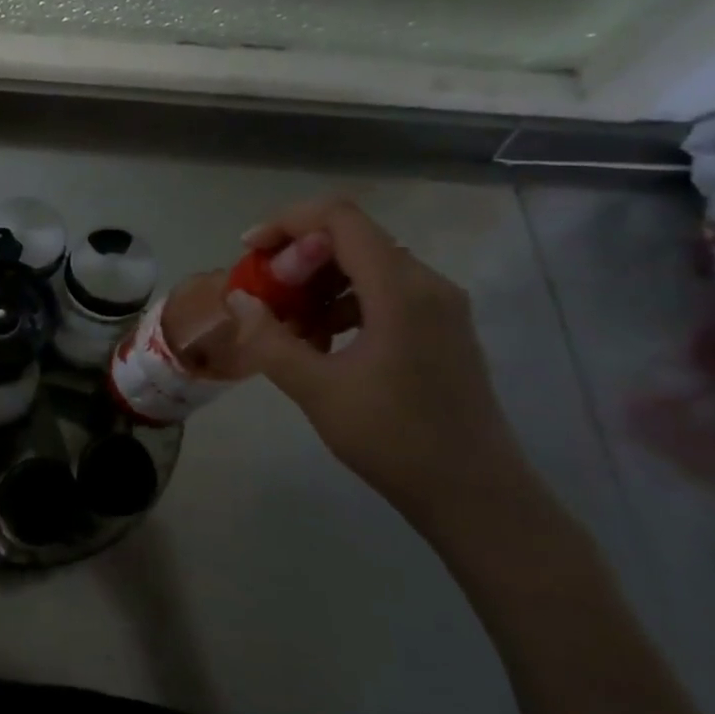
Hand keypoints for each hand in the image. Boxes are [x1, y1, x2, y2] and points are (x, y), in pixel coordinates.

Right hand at [232, 197, 536, 527]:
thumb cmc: (394, 438)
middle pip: (352, 239)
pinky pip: (384, 293)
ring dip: (318, 285)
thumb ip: (269, 339)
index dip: (287, 223)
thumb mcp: (316, 389)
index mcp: (400, 288)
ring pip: (366, 267)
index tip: (250, 253)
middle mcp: (426, 283)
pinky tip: (322, 344)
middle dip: (298, 260)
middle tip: (264, 298)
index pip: (339, 218)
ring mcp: (440, 306)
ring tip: (289, 329)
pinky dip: (344, 305)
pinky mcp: (442, 328)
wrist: (475, 495)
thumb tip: (239, 299)